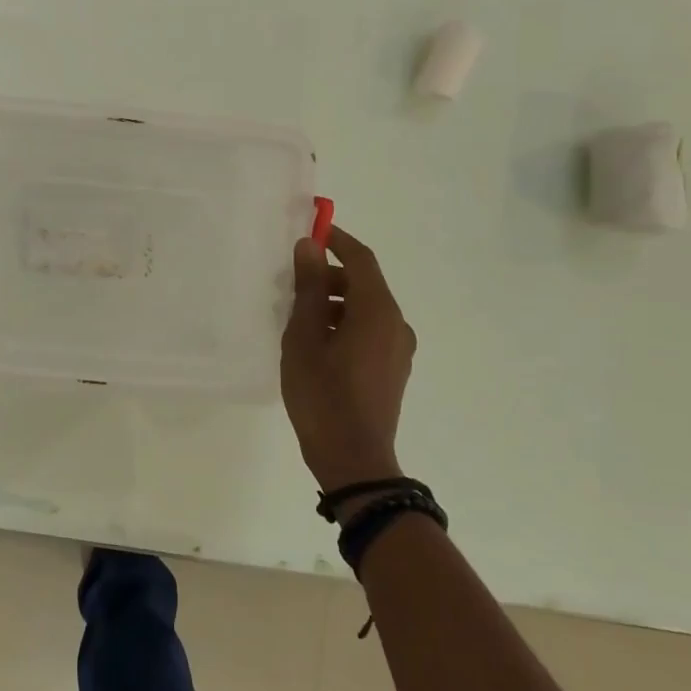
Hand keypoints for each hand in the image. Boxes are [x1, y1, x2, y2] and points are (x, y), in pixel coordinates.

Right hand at [281, 225, 416, 493]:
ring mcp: (398, 349)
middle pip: (364, 284)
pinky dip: (344, 323)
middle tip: (291, 281)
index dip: (336, 240)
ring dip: (334, 302)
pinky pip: (370, 331)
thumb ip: (308, 288)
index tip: (310, 230)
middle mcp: (396, 324)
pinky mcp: (393, 369)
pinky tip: (315, 342)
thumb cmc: (323, 395)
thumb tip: (309, 246)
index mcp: (378, 311)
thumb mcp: (304, 337)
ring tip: (297, 316)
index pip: (361, 259)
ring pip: (366, 309)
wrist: (353, 460)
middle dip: (329, 275)